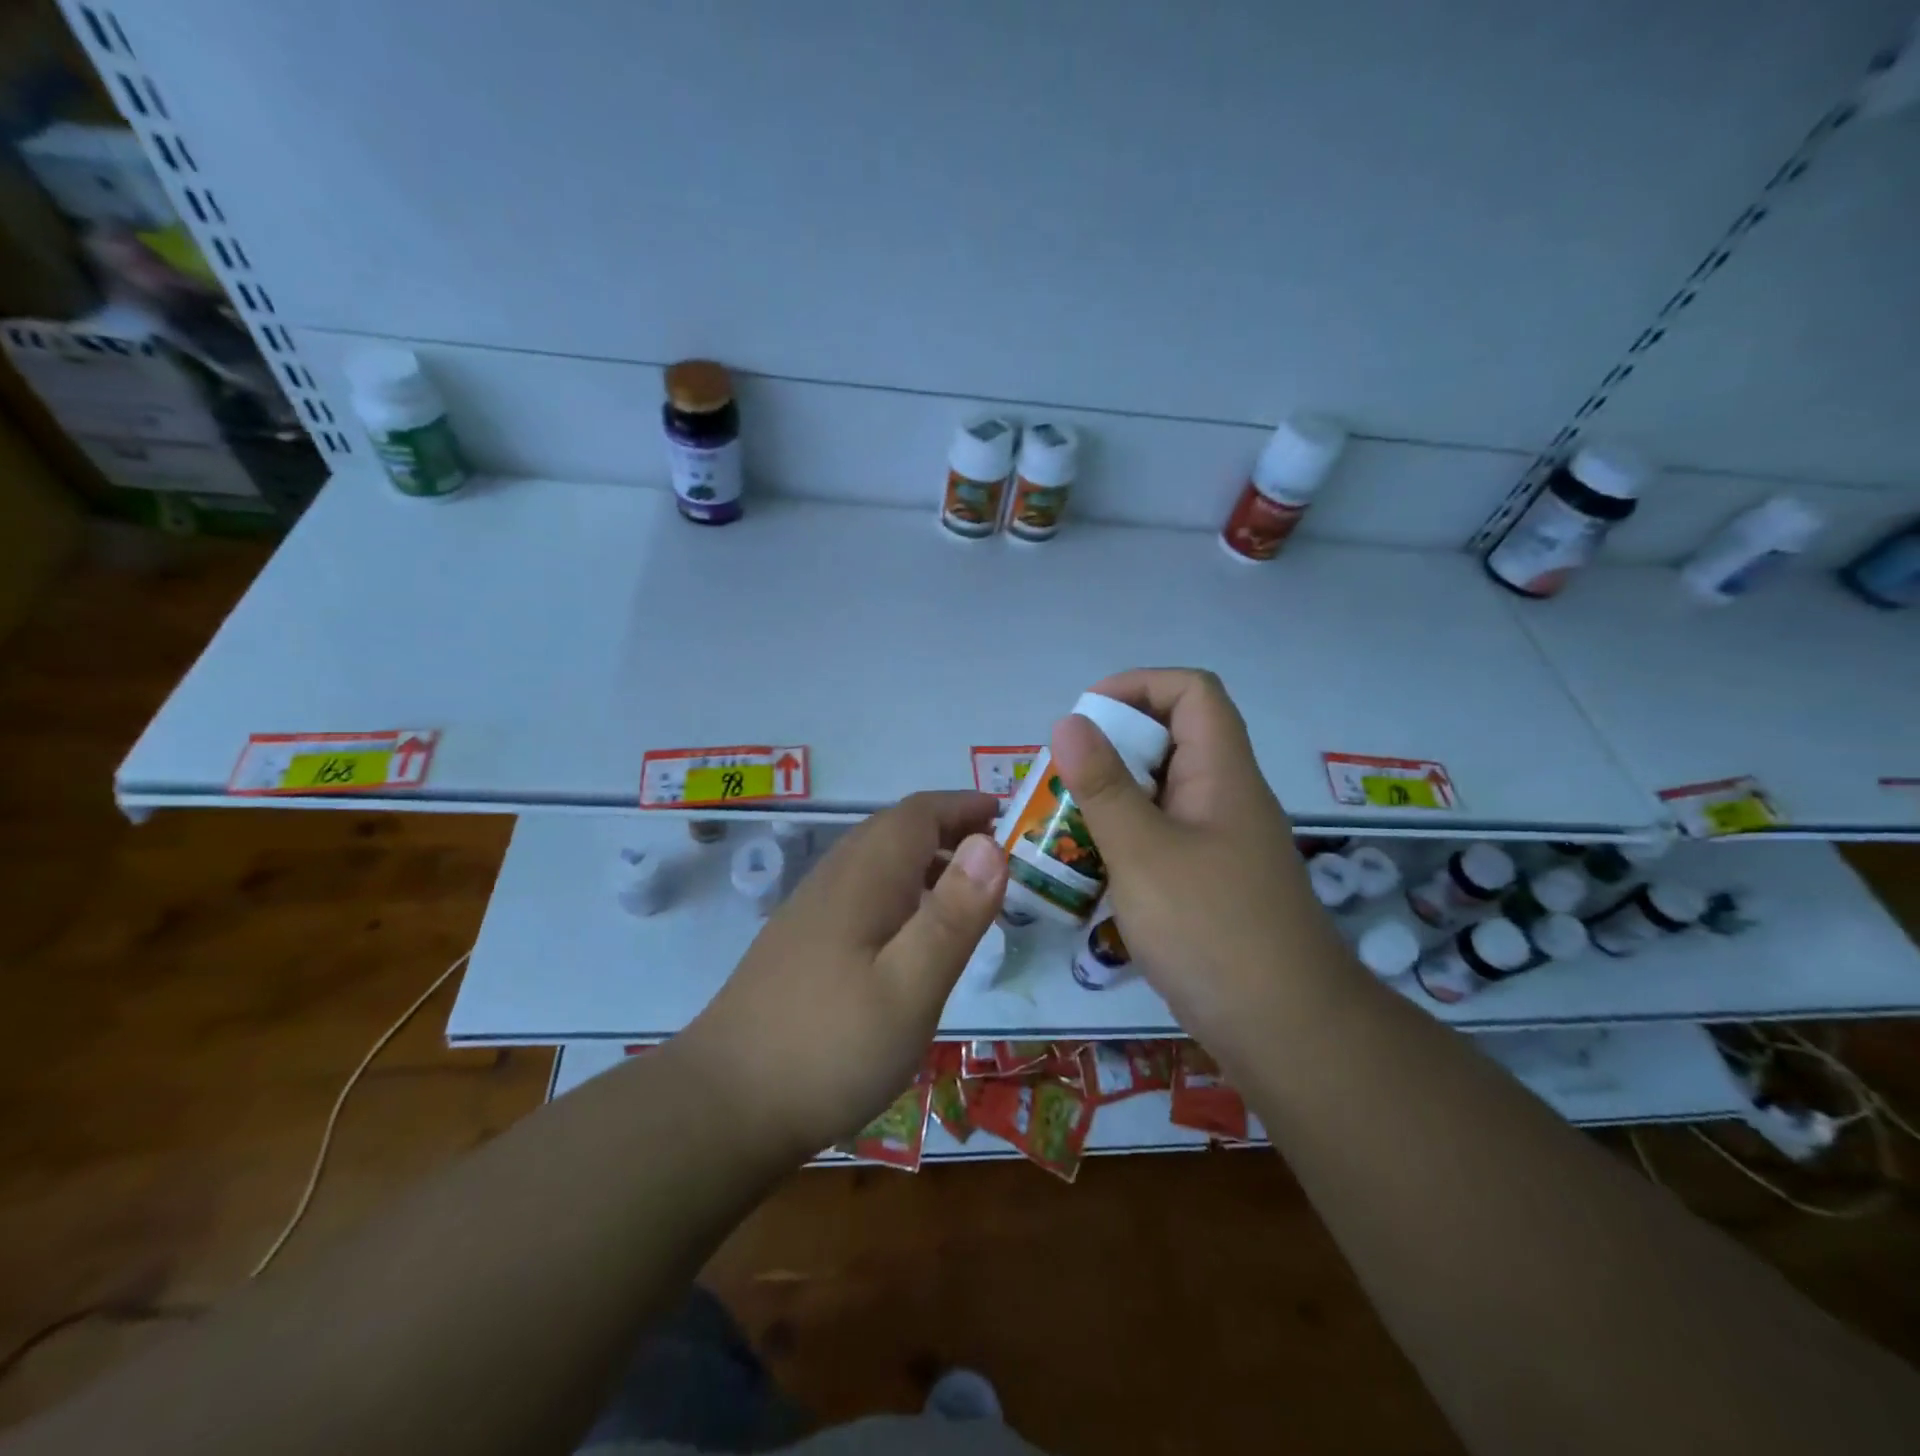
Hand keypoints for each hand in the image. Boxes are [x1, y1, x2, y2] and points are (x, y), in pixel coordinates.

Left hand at [681, 792, 1006, 1159]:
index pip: (918, 814)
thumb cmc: (829, 1046)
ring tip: (965, 893)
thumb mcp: (909, 988)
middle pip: (895, 830)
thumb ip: (952, 916)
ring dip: (924, 860)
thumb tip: (991, 844)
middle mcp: (834, 880)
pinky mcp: (800, 943)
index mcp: (864, 877)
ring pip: (875, 861)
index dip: (964, 806)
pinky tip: (909, 937)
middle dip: (948, 829)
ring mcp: (811, 911)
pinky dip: (899, 891)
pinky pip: (860, 892)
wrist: (723, 1105)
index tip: (1007, 814)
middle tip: (997, 855)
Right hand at [1050, 669, 1355, 1063]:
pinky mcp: (1213, 882)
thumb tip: (1069, 721)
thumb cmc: (1211, 930)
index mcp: (1221, 773)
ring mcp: (1222, 843)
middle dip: (1112, 747)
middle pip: (1173, 739)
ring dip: (1113, 797)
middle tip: (1061, 779)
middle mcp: (1226, 797)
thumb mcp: (1143, 852)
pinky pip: (1164, 837)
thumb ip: (1103, 786)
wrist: (1287, 1032)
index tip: (1084, 718)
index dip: (1137, 686)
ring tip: (1063, 823)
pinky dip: (1126, 839)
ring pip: (1163, 793)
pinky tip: (1093, 870)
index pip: (1191, 691)